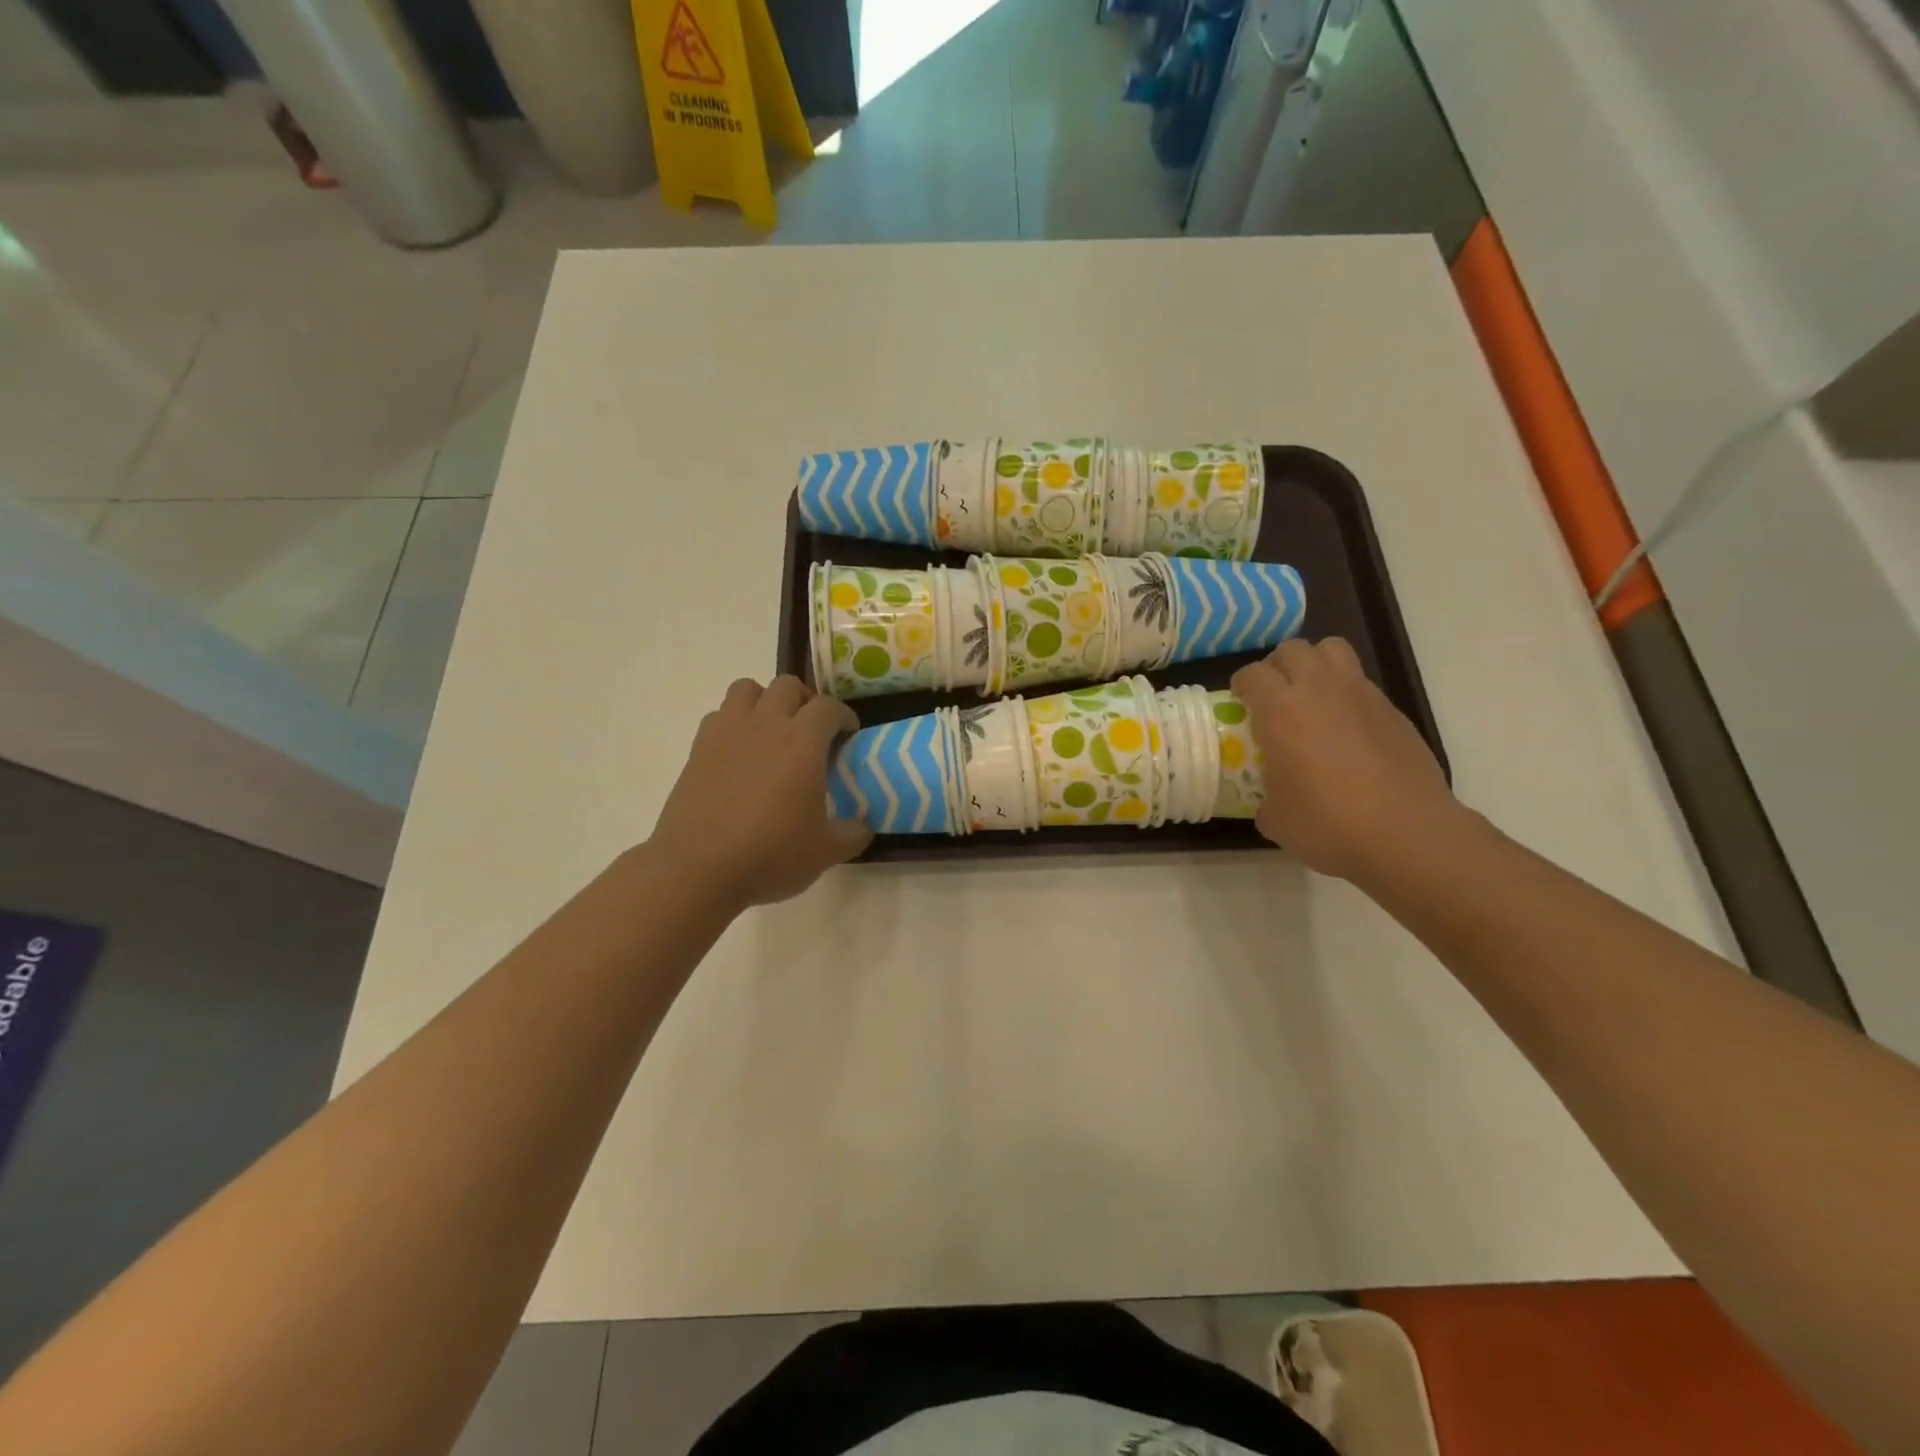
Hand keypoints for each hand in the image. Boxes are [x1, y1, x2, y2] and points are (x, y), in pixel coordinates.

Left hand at [650, 676, 872, 911]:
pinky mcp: (697, 749)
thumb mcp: (826, 851)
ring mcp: (727, 733)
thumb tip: (863, 827)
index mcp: (802, 741)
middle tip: (812, 732)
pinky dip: (734, 722)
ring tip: (773, 731)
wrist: (698, 868)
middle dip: (805, 701)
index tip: (848, 736)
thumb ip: (853, 833)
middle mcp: (765, 724)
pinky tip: (740, 753)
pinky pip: (719, 715)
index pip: (829, 707)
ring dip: (765, 701)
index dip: (844, 717)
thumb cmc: (770, 854)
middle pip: (788, 686)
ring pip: (747, 688)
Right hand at [1231, 638, 1464, 882]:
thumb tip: (1270, 797)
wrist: (1407, 833)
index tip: (1240, 704)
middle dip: (1278, 666)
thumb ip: (1265, 795)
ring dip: (1316, 665)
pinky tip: (1347, 732)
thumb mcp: (1275, 817)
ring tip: (1311, 698)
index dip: (1242, 685)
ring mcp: (1362, 696)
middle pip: (1294, 649)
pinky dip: (1347, 696)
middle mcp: (1319, 691)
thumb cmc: (1328, 823)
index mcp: (1281, 711)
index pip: (1253, 673)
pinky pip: (1362, 685)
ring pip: (1333, 651)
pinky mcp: (1393, 712)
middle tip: (1274, 696)